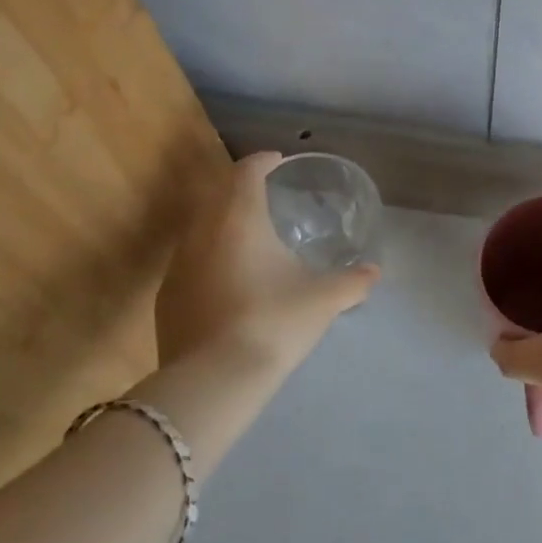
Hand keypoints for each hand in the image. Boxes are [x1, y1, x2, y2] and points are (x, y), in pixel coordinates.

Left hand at [153, 151, 379, 379]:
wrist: (213, 381)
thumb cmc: (273, 322)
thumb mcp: (323, 300)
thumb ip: (353, 282)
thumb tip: (375, 272)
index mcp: (239, 219)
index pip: (245, 172)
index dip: (262, 161)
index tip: (277, 161)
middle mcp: (202, 232)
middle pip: (217, 193)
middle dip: (240, 187)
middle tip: (265, 192)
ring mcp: (178, 266)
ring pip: (199, 227)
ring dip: (222, 220)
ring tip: (249, 235)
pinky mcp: (166, 298)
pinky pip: (190, 260)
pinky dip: (210, 254)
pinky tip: (229, 278)